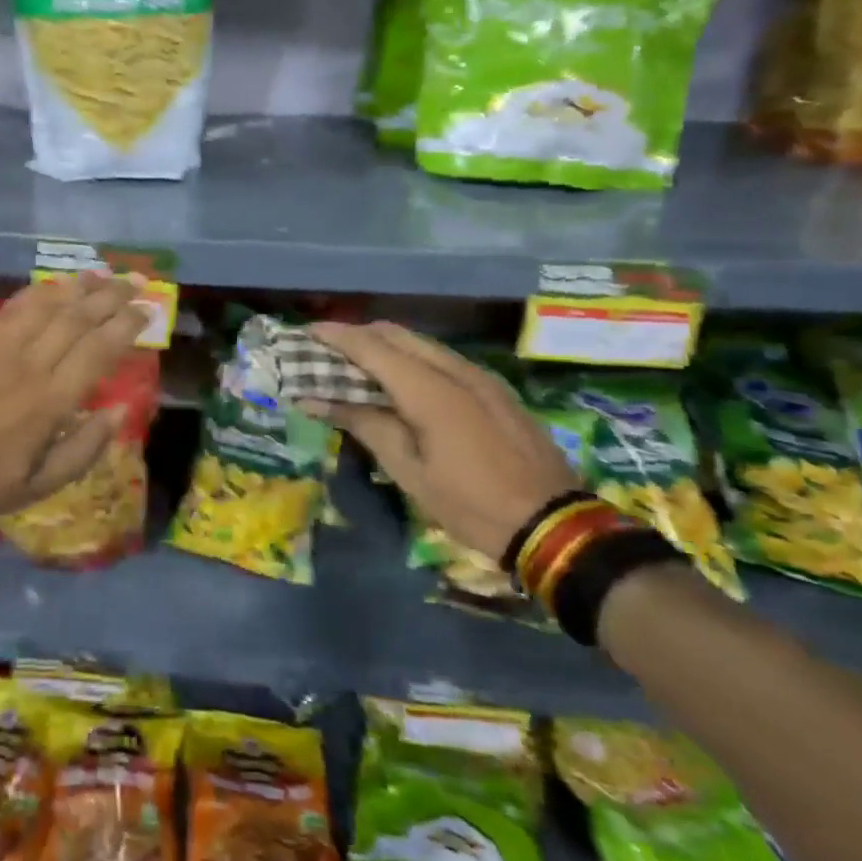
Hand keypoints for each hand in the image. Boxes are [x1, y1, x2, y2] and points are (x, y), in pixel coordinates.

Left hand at [0, 271, 145, 526]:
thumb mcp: (39, 486)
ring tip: (102, 274)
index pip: (98, 350)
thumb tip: (119, 410)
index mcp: (50, 403)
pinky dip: (38, 293)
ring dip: (78, 287)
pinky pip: (12, 309)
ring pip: (46, 306)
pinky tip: (54, 286)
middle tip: (134, 281)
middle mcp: (29, 366)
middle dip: (111, 296)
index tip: (147, 309)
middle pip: (77, 319)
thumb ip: (84, 449)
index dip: (126, 325)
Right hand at [302, 321, 578, 560]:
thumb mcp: (408, 470)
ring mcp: (481, 377)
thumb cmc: (470, 505)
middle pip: (397, 334)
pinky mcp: (495, 390)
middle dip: (358, 335)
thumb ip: (363, 423)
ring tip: (357, 366)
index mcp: (430, 390)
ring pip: (422, 343)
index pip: (371, 346)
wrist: (555, 527)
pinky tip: (401, 383)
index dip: (335, 336)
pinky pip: (443, 359)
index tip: (305, 334)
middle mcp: (456, 370)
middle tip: (326, 352)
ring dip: (385, 346)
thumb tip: (315, 398)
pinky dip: (412, 359)